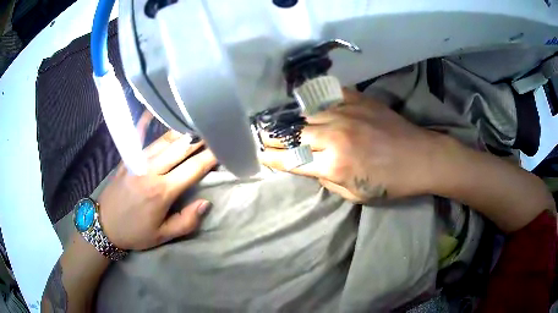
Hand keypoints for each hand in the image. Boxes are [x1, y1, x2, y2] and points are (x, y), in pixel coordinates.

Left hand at [98, 131, 216, 249]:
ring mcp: (137, 160)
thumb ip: (186, 221)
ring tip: (196, 122)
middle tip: (214, 128)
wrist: (105, 225)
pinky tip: (152, 109)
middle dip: (200, 139)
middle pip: (181, 148)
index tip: (224, 146)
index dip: (211, 157)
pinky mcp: (127, 158)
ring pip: (164, 140)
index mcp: (162, 191)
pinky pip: (138, 136)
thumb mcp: (162, 236)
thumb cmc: (135, 232)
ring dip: (182, 131)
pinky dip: (145, 121)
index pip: (193, 168)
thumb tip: (206, 203)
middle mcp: (151, 170)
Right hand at [260, 90, 440, 202]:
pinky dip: (313, 101)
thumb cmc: (390, 183)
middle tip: (264, 136)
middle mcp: (334, 135)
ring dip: (291, 119)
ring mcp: (346, 113)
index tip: (261, 154)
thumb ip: (327, 179)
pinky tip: (306, 102)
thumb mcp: (355, 195)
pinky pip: (326, 95)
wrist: (420, 157)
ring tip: (280, 120)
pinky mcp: (357, 99)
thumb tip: (309, 165)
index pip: (291, 159)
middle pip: (293, 133)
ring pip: (306, 113)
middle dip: (274, 137)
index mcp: (334, 165)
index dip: (272, 157)